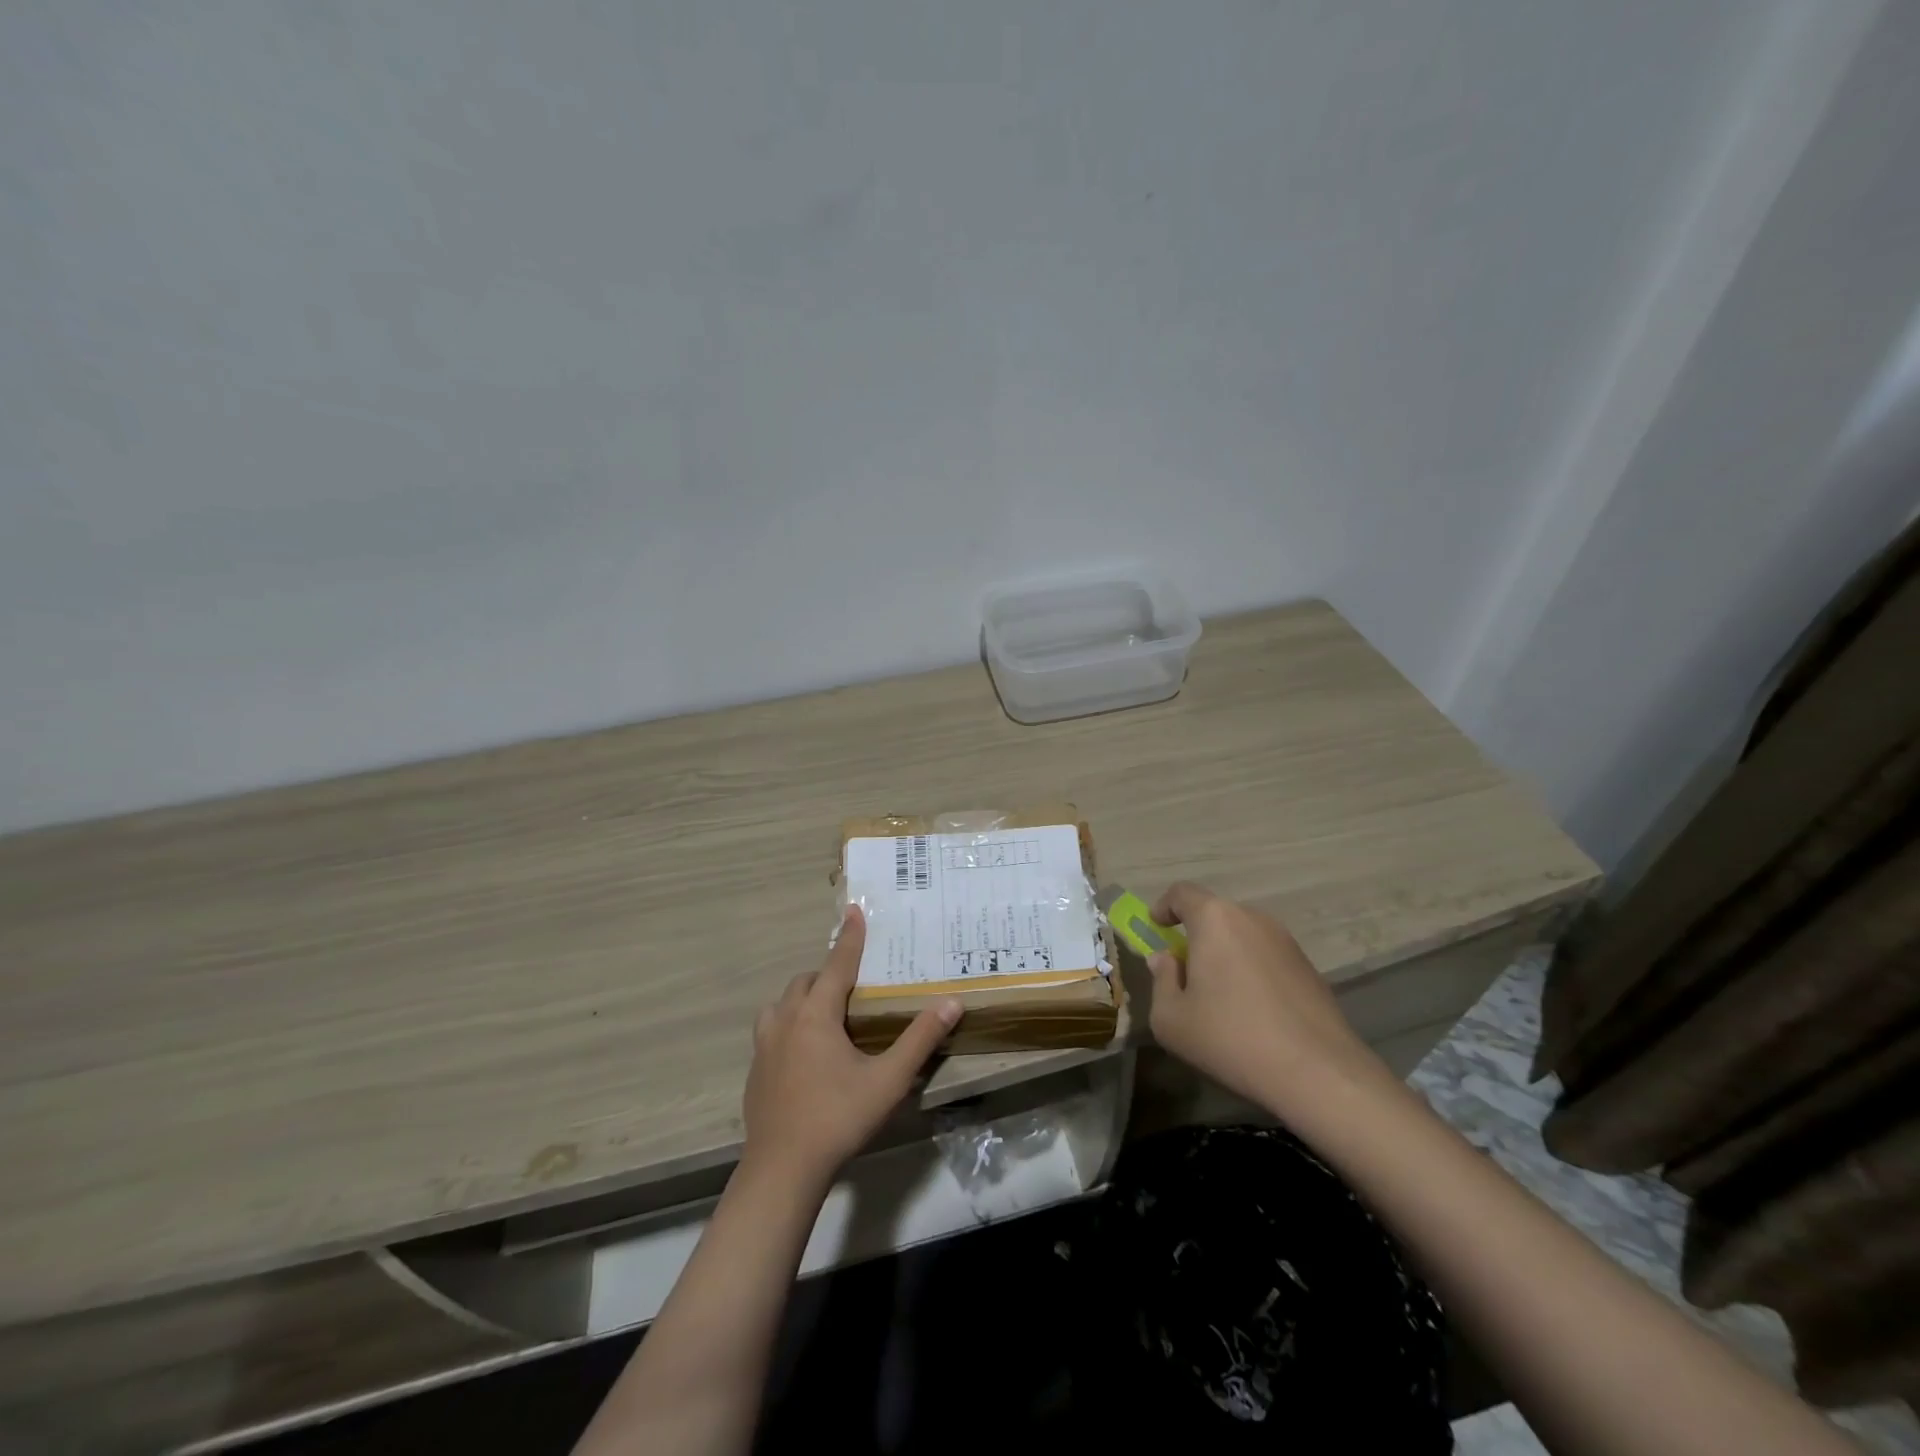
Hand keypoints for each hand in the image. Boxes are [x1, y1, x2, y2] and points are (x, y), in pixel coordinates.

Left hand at [741, 905, 961, 1190]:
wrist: (782, 1171)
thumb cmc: (838, 1118)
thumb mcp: (888, 1080)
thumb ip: (919, 1039)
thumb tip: (951, 1003)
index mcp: (815, 1015)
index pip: (837, 964)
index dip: (849, 937)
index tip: (855, 910)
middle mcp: (785, 1020)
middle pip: (806, 982)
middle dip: (828, 973)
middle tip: (853, 985)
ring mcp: (764, 1046)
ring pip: (782, 1004)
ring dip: (803, 998)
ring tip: (826, 1014)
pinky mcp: (755, 1071)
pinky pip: (771, 1030)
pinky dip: (789, 1025)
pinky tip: (805, 1052)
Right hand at [1146, 881, 1382, 1114]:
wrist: (1319, 1073)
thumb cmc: (1231, 1038)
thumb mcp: (1171, 1019)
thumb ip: (1161, 980)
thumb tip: (1166, 960)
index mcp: (1215, 920)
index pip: (1182, 893)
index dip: (1164, 906)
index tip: (1156, 927)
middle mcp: (1252, 919)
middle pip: (1215, 915)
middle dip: (1195, 935)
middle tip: (1184, 971)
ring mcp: (1286, 942)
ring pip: (1243, 937)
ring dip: (1225, 954)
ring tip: (1219, 996)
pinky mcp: (1309, 968)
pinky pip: (1267, 957)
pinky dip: (1252, 971)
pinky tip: (1253, 1012)